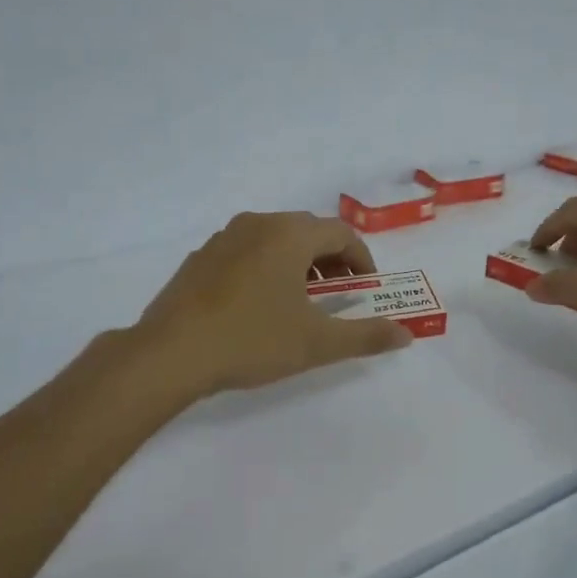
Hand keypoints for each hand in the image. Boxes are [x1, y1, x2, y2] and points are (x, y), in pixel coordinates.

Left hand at [131, 211, 413, 398]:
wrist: (171, 354)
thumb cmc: (252, 341)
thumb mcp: (317, 343)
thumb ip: (366, 336)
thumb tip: (406, 335)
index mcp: (289, 235)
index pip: (341, 234)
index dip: (363, 260)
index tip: (368, 290)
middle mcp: (257, 224)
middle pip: (308, 231)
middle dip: (332, 260)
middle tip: (340, 294)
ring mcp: (224, 238)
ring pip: (275, 239)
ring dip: (299, 262)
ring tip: (302, 301)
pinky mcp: (200, 258)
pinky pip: (246, 251)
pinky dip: (267, 267)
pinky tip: (260, 304)